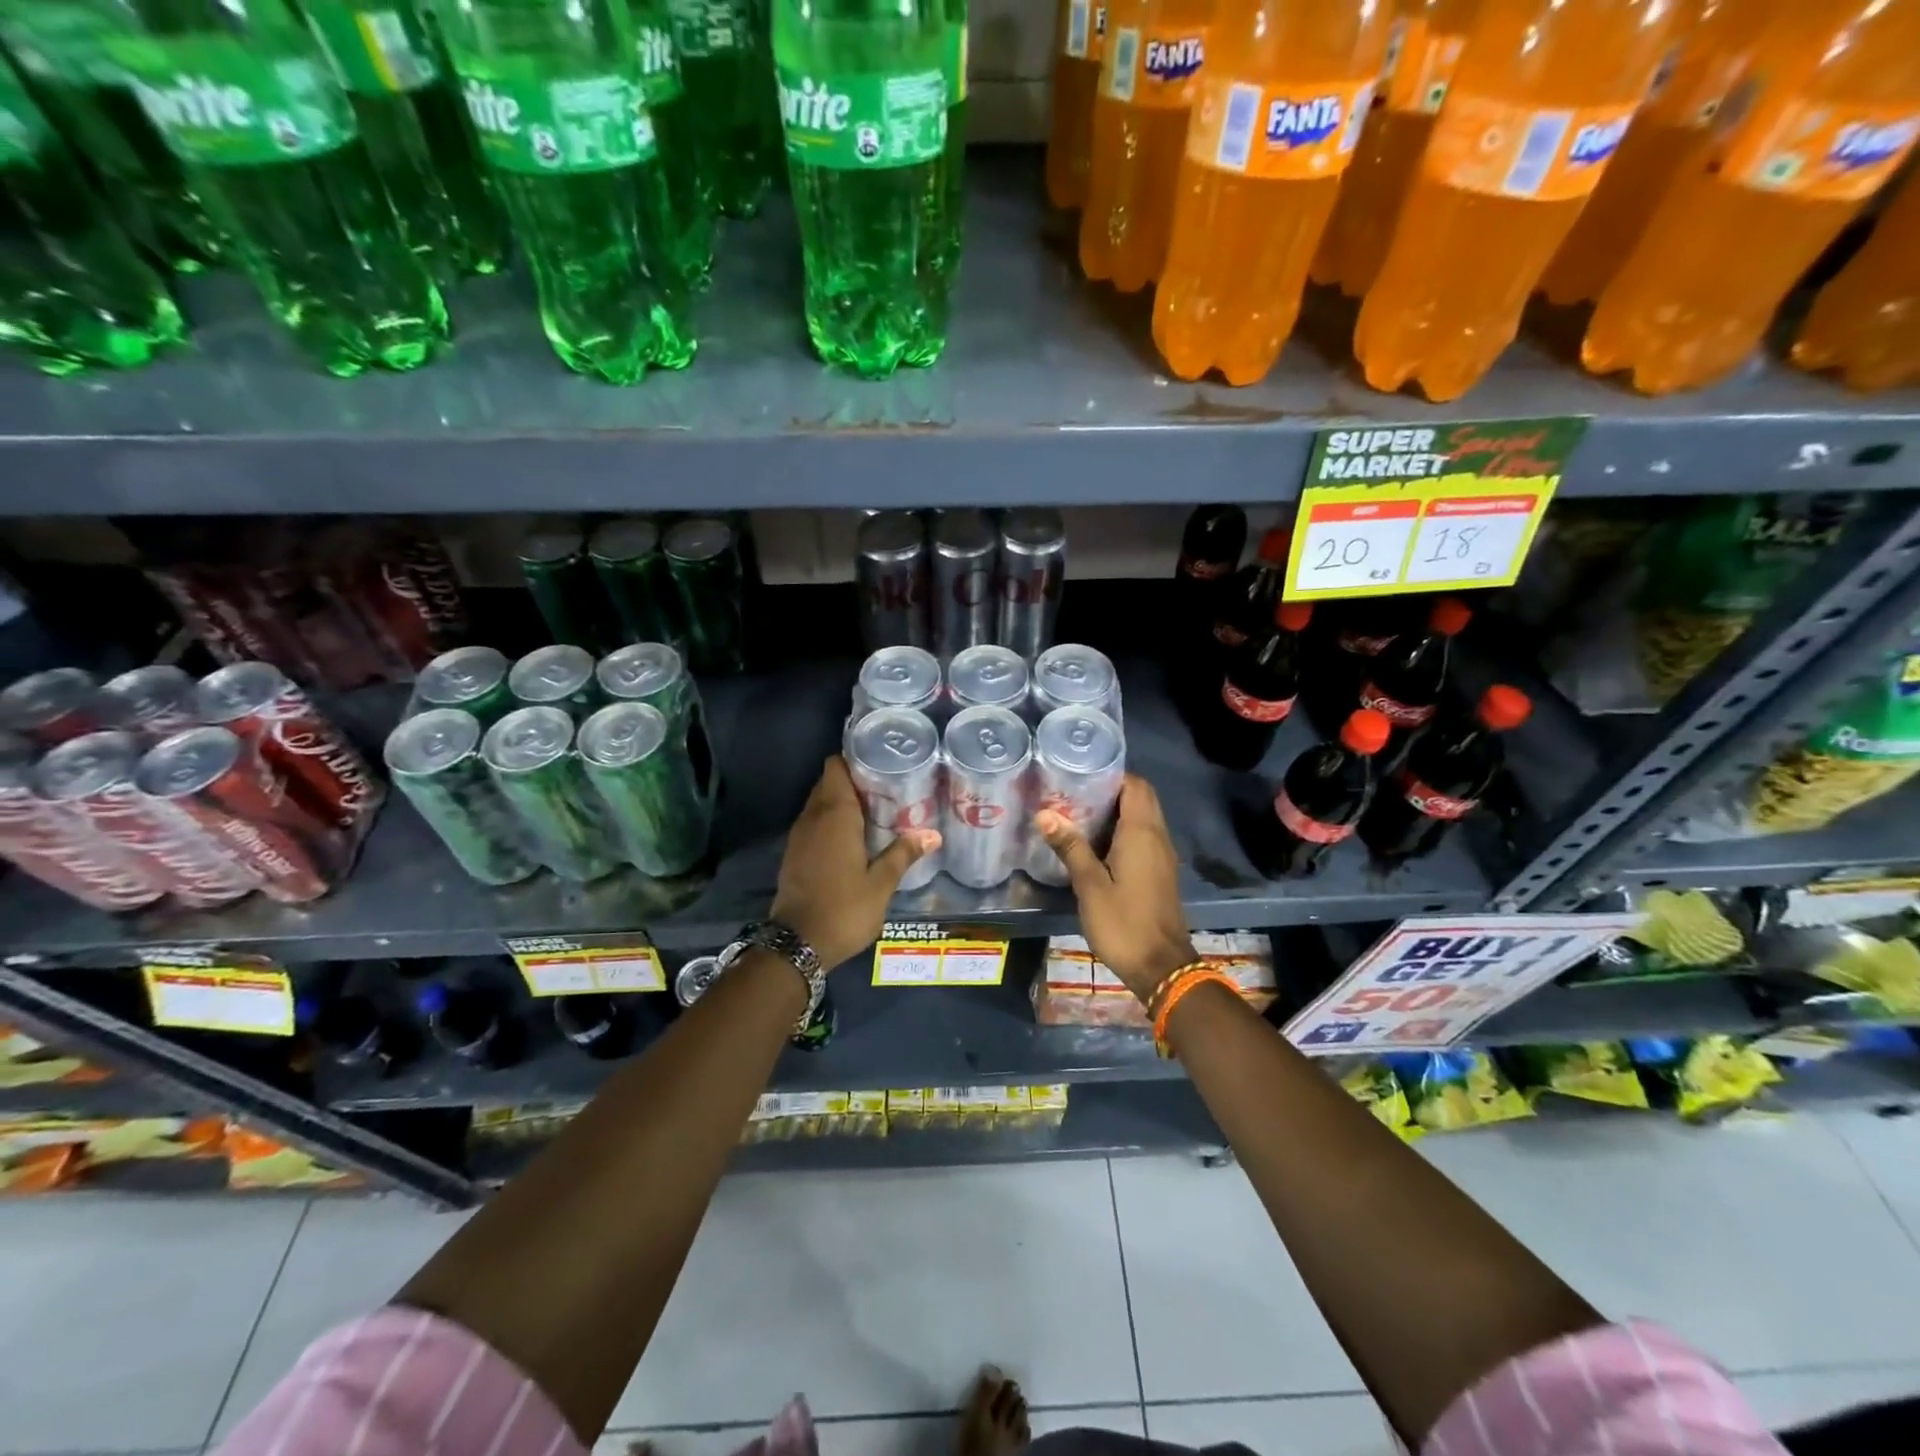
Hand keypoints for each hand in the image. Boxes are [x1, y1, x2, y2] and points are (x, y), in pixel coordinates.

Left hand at [771, 756, 939, 969]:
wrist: (797, 944)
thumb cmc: (844, 908)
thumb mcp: (881, 884)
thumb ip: (903, 854)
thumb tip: (933, 834)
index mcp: (835, 815)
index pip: (835, 767)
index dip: (855, 759)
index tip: (880, 762)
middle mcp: (812, 817)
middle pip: (829, 783)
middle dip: (854, 780)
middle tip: (886, 787)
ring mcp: (799, 836)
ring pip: (819, 804)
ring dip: (842, 802)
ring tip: (876, 810)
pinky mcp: (794, 854)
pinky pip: (814, 824)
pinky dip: (831, 822)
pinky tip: (854, 837)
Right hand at [1035, 774, 1194, 1002]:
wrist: (1161, 967)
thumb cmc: (1123, 923)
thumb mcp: (1090, 885)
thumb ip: (1070, 847)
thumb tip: (1045, 813)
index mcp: (1142, 833)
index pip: (1135, 785)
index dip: (1111, 774)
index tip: (1081, 774)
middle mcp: (1157, 837)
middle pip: (1140, 798)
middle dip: (1111, 790)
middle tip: (1074, 792)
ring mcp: (1162, 856)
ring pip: (1143, 818)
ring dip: (1116, 811)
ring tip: (1078, 813)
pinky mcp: (1160, 872)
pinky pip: (1143, 838)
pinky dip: (1123, 831)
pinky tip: (1095, 844)